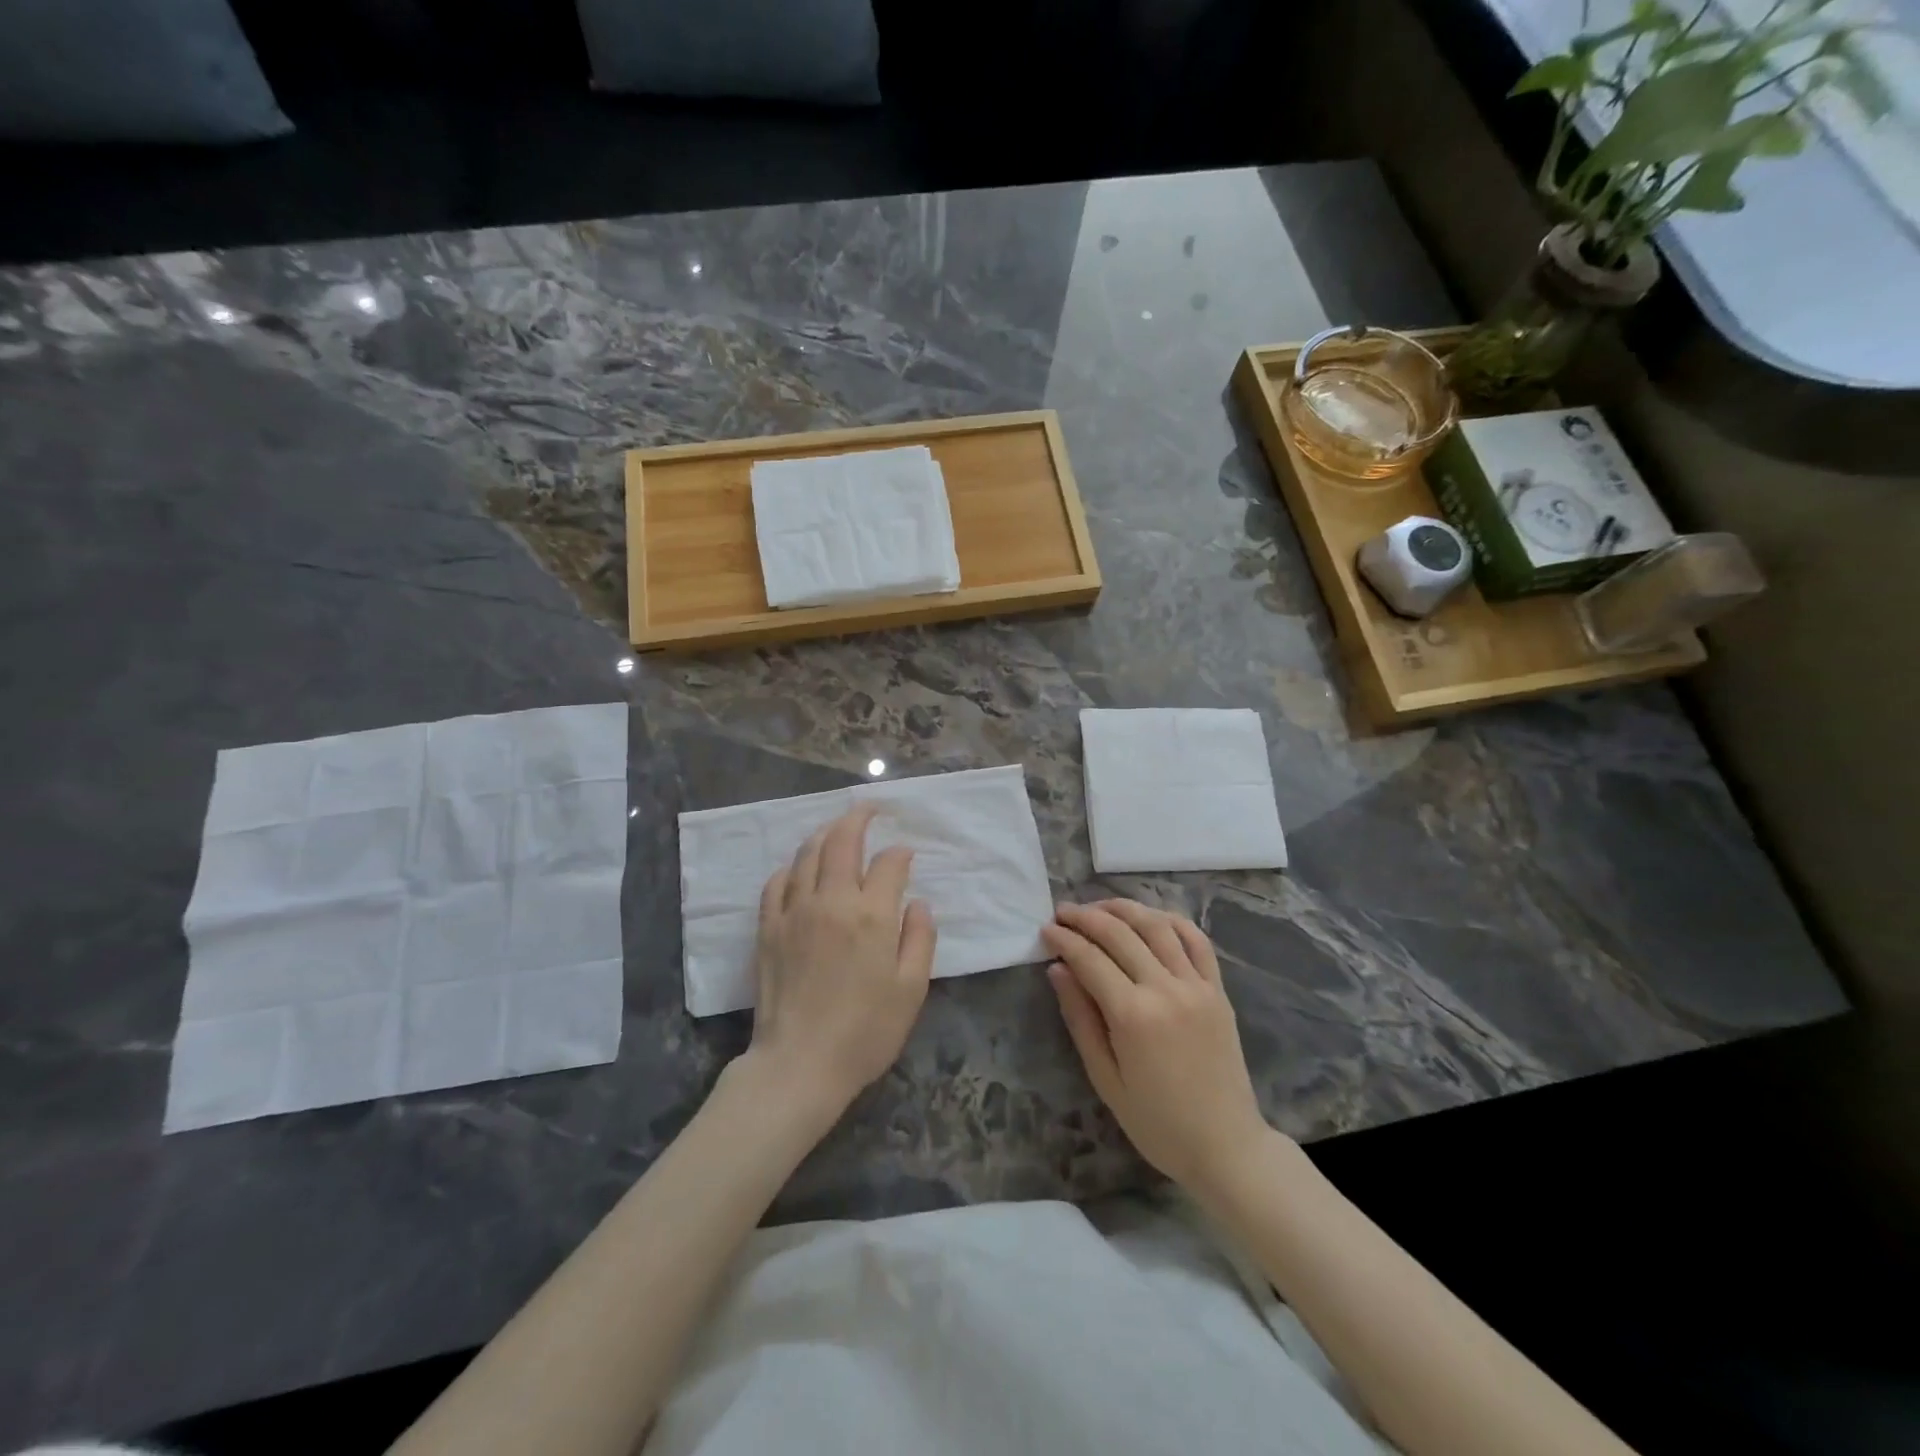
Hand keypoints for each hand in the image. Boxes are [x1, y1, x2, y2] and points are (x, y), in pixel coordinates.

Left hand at [747, 805, 936, 1115]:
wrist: (800, 1065)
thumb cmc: (866, 1032)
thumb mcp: (911, 990)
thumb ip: (920, 939)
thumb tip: (918, 903)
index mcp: (872, 915)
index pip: (889, 863)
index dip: (901, 854)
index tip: (907, 856)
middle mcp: (832, 901)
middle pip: (843, 841)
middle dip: (859, 817)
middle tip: (869, 808)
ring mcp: (795, 911)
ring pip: (808, 853)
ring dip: (825, 834)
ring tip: (837, 830)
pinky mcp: (768, 928)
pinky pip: (777, 882)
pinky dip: (792, 867)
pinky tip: (800, 870)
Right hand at [1042, 900, 1269, 1192]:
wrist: (1226, 1146)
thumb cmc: (1157, 1123)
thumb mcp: (1106, 1078)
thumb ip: (1080, 1018)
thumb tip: (1058, 969)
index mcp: (1133, 1015)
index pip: (1089, 959)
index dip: (1064, 939)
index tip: (1045, 930)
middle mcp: (1166, 989)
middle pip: (1120, 934)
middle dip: (1086, 917)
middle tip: (1063, 912)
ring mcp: (1197, 986)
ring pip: (1157, 926)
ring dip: (1124, 909)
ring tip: (1099, 907)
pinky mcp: (1218, 990)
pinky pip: (1196, 941)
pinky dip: (1171, 920)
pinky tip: (1150, 918)